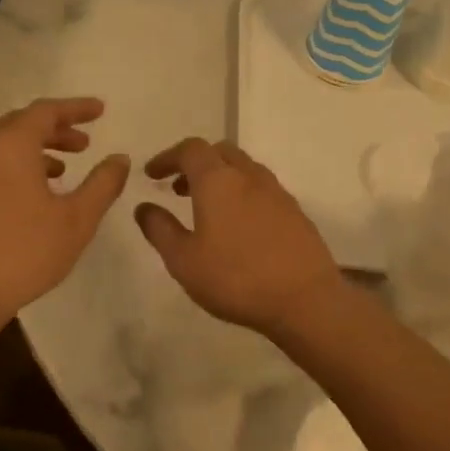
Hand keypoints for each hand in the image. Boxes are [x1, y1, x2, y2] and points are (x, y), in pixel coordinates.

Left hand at [0, 98, 130, 321]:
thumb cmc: (26, 251)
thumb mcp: (78, 218)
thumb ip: (103, 183)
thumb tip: (120, 158)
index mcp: (10, 144)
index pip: (46, 111)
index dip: (76, 108)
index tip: (101, 111)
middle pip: (22, 123)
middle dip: (57, 128)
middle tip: (85, 142)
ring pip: (5, 145)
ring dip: (37, 148)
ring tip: (65, 168)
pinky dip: (17, 165)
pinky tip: (36, 192)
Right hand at [134, 138, 344, 335]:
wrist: (305, 300)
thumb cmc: (236, 278)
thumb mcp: (183, 260)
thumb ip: (160, 229)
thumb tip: (144, 207)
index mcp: (218, 181)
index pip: (190, 150)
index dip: (167, 157)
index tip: (152, 174)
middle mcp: (249, 177)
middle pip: (220, 152)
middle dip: (195, 163)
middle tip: (178, 188)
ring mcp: (277, 193)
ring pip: (244, 169)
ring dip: (220, 178)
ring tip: (206, 208)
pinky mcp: (295, 212)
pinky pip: (261, 189)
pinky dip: (242, 193)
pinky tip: (238, 226)